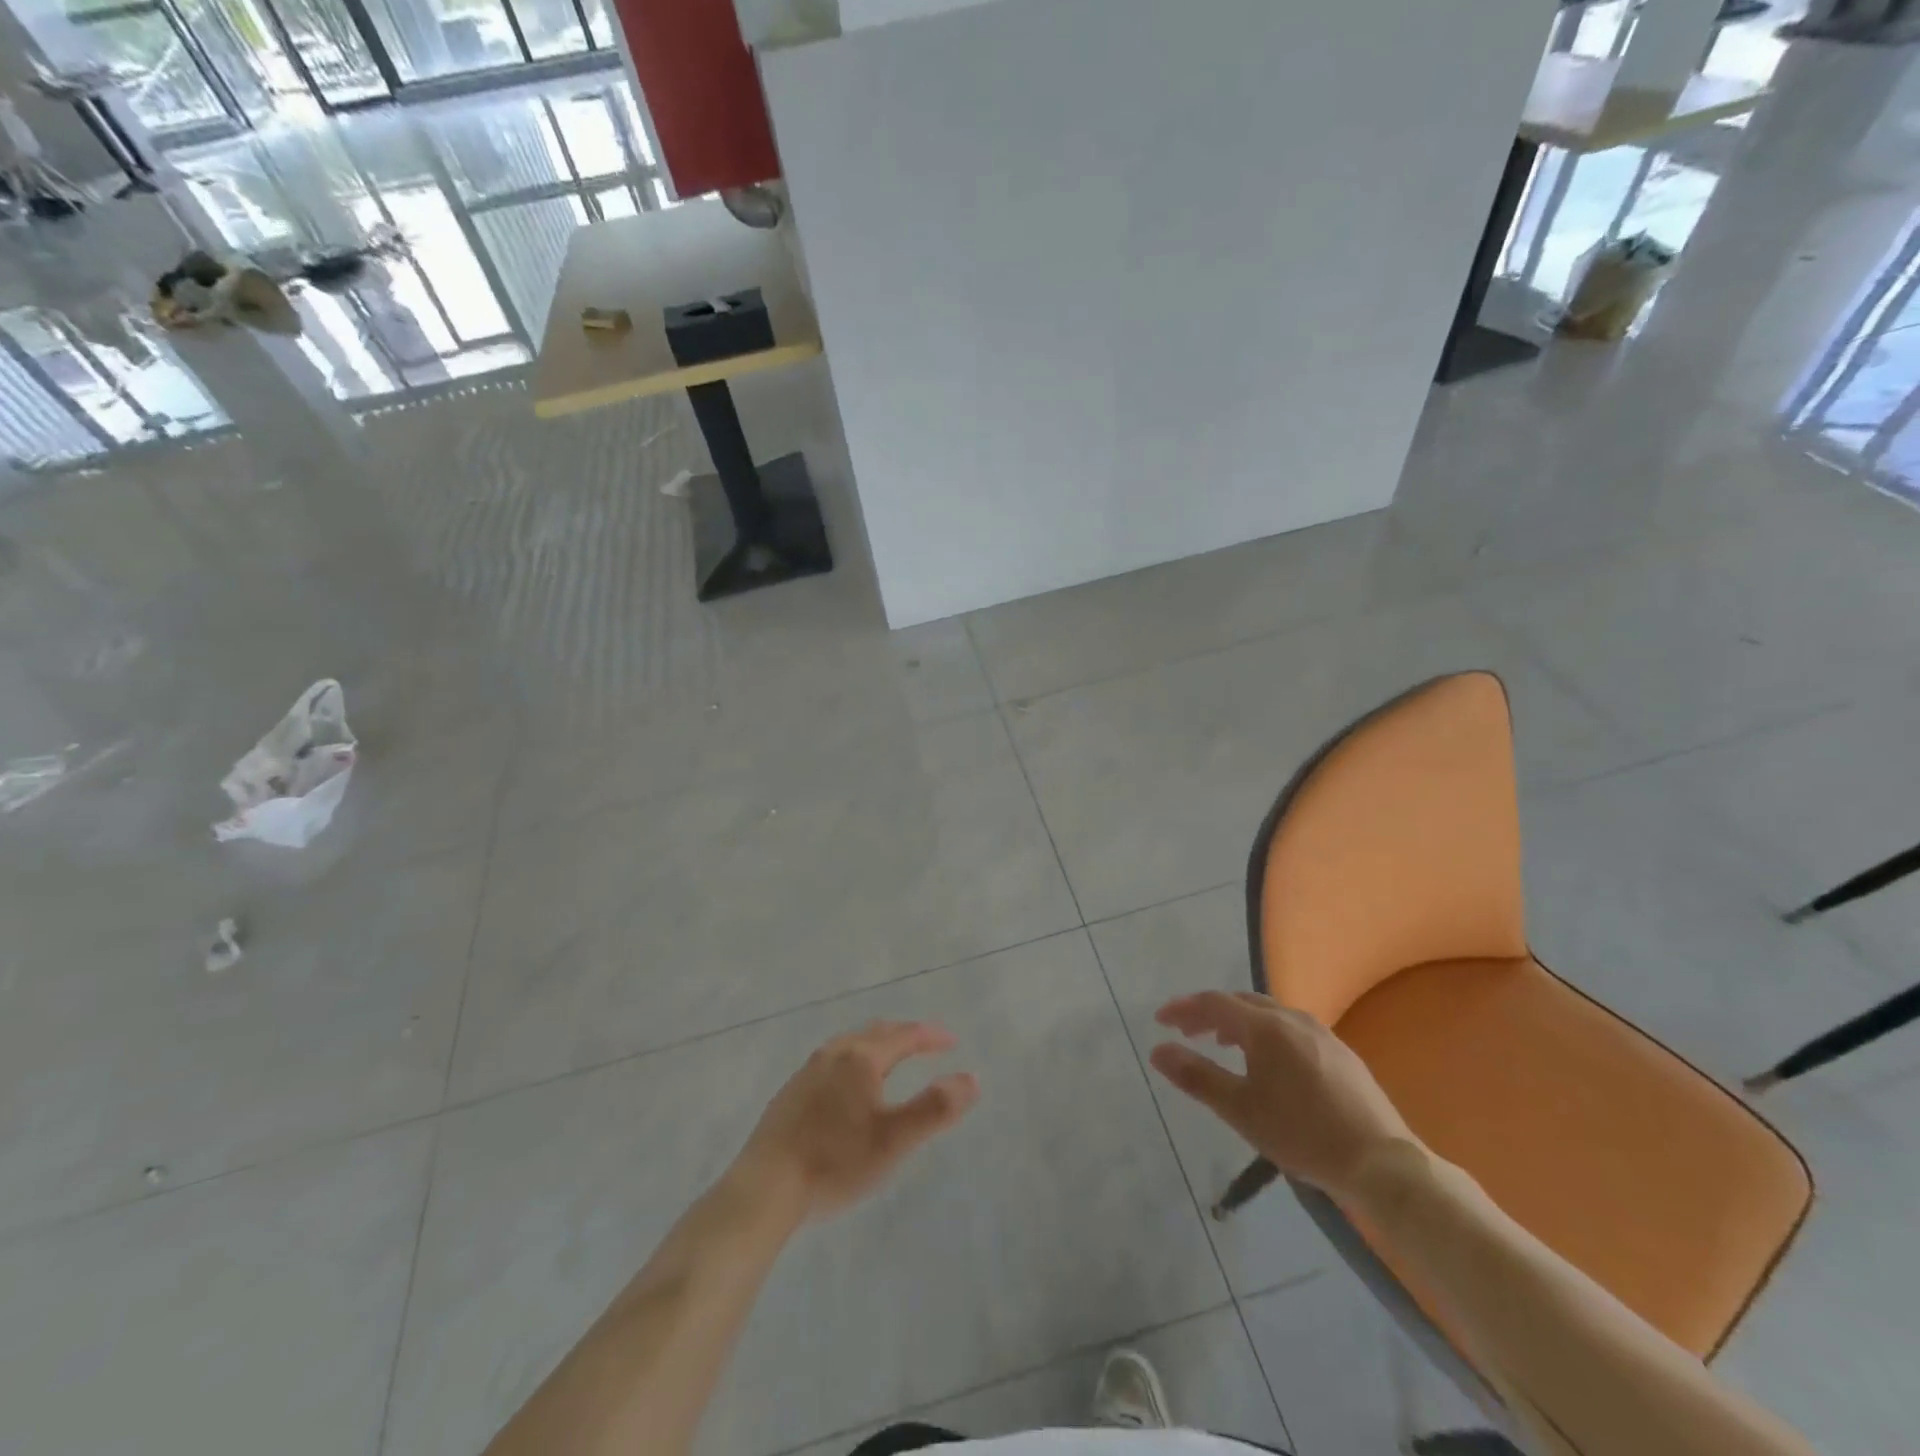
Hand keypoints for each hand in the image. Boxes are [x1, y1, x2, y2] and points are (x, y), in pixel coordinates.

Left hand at [735, 1021, 979, 1221]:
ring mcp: (807, 1071)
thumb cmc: (835, 1162)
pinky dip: (854, 1061)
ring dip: (876, 1046)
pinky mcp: (790, 1093)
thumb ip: (935, 1108)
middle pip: (875, 1033)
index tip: (951, 1041)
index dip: (930, 1036)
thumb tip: (971, 1078)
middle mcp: (833, 1054)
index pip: (903, 1035)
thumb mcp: (894, 1140)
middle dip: (904, 1035)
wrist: (765, 1188)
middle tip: (925, 1044)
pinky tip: (849, 1087)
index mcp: (861, 1058)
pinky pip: (832, 1062)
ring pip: (850, 1045)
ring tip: (891, 1059)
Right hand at [1150, 991, 1416, 1201]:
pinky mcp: (1341, 1052)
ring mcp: (1321, 1033)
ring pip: (1269, 1013)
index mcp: (1266, 1028)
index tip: (1161, 1020)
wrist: (1382, 1164)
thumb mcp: (1241, 1110)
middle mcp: (1293, 1019)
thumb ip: (1197, 1076)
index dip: (1184, 1008)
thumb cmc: (1303, 1135)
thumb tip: (1157, 1051)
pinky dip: (1266, 1032)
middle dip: (1210, 1012)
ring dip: (1239, 1021)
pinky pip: (1291, 1028)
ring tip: (1223, 1043)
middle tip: (1187, 1031)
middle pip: (1242, 1002)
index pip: (1214, 1003)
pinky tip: (1269, 1062)